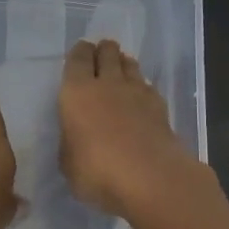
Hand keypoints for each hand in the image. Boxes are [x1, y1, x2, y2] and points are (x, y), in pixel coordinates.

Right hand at [58, 39, 200, 218]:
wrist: (149, 177)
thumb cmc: (97, 170)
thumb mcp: (68, 163)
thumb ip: (71, 142)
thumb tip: (77, 137)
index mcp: (77, 92)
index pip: (78, 59)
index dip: (79, 53)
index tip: (81, 53)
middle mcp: (107, 83)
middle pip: (107, 52)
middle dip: (103, 51)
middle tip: (101, 56)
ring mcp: (137, 92)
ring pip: (130, 64)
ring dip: (123, 64)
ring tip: (120, 71)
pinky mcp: (160, 105)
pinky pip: (147, 85)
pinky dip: (141, 86)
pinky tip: (140, 97)